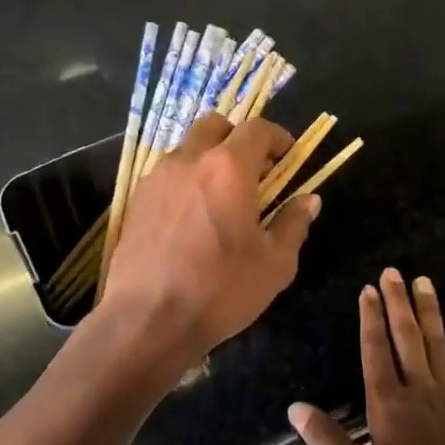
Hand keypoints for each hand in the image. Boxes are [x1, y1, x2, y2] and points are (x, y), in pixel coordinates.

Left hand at [100, 114, 320, 366]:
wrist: (147, 319)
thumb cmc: (220, 290)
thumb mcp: (275, 264)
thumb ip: (293, 224)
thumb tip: (308, 200)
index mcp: (228, 168)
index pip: (257, 129)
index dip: (277, 136)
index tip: (288, 155)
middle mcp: (189, 160)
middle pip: (215, 125)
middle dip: (238, 138)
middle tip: (254, 170)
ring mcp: (156, 179)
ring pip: (187, 149)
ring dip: (209, 159)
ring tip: (221, 196)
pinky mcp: (136, 201)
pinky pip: (166, 175)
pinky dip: (185, 181)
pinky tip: (192, 217)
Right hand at [289, 268, 444, 444]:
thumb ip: (328, 440)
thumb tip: (295, 408)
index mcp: (388, 402)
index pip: (376, 350)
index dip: (370, 319)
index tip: (368, 290)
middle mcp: (419, 387)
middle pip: (407, 336)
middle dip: (398, 302)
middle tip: (393, 272)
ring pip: (437, 342)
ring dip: (429, 310)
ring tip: (423, 282)